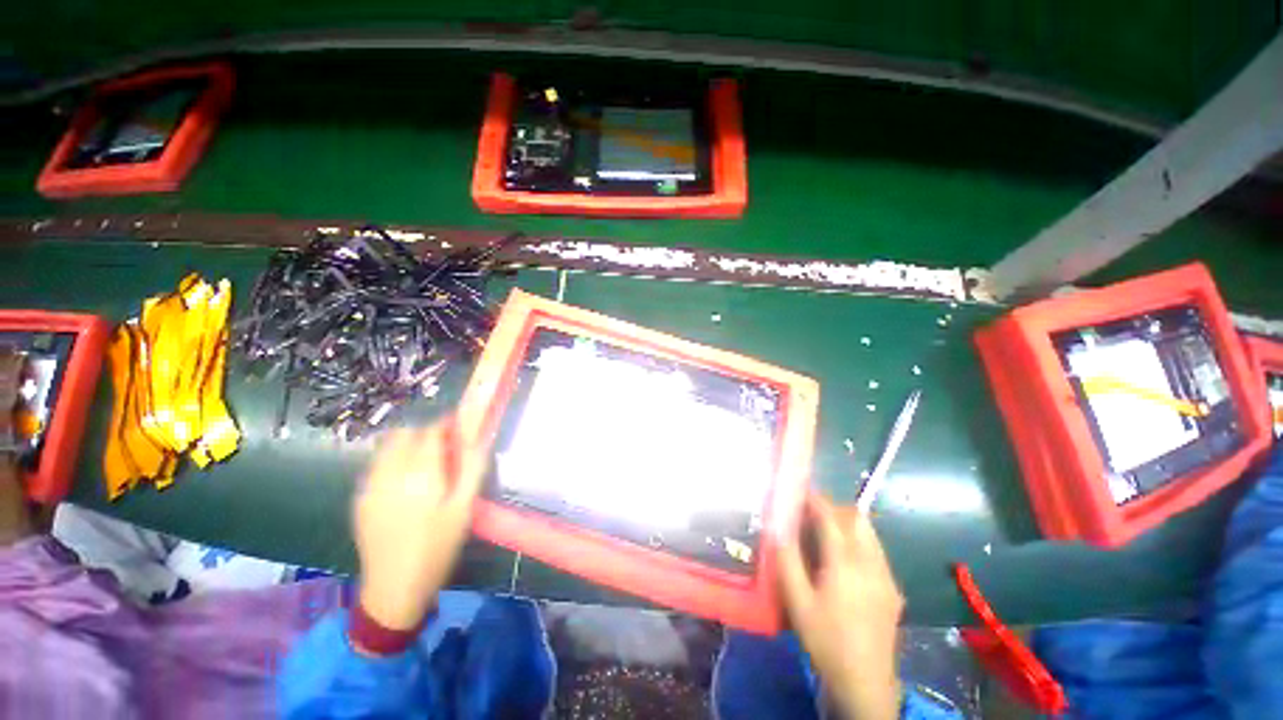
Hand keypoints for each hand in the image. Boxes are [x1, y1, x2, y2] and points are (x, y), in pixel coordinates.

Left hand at [353, 416, 486, 631]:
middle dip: (426, 433)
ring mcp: (370, 485)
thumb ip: (472, 468)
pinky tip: (405, 485)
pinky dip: (393, 461)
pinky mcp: (360, 498)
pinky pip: (377, 465)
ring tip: (425, 466)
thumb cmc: (437, 547)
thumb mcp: (464, 507)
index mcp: (420, 473)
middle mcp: (390, 472)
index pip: (432, 431)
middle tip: (444, 451)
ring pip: (387, 446)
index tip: (460, 430)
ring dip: (408, 445)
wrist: (394, 588)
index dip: (447, 425)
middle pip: (405, 433)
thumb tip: (480, 438)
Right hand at [778, 492, 904, 719]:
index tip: (800, 491)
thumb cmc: (826, 640)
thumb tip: (777, 527)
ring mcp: (886, 575)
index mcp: (846, 564)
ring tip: (825, 532)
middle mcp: (871, 562)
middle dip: (832, 507)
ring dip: (847, 522)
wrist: (866, 682)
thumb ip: (787, 560)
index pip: (831, 517)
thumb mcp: (797, 602)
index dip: (815, 499)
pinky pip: (876, 550)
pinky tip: (844, 560)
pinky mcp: (893, 588)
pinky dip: (858, 540)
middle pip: (856, 518)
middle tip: (809, 513)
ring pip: (869, 532)